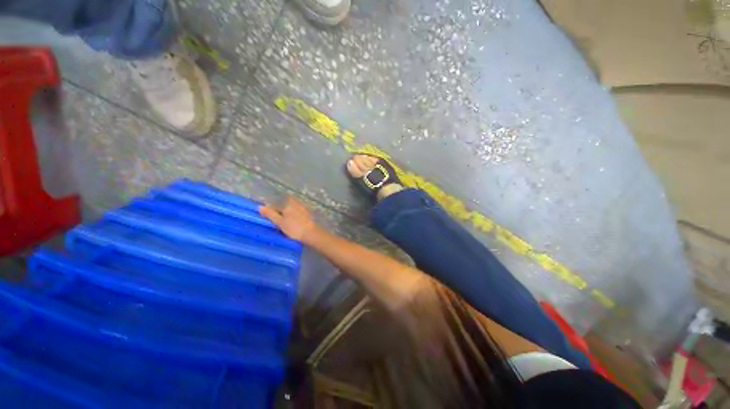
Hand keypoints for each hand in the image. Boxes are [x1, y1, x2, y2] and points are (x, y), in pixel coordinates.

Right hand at [260, 196, 321, 242]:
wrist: (311, 234)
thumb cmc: (294, 228)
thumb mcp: (279, 222)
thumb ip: (270, 214)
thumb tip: (260, 207)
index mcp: (289, 203)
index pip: (277, 205)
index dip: (272, 211)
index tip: (270, 219)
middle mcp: (297, 203)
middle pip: (286, 206)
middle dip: (281, 212)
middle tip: (277, 222)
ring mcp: (304, 209)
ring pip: (292, 210)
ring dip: (288, 215)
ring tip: (285, 225)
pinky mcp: (308, 215)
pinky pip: (298, 214)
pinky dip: (295, 218)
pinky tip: (294, 225)